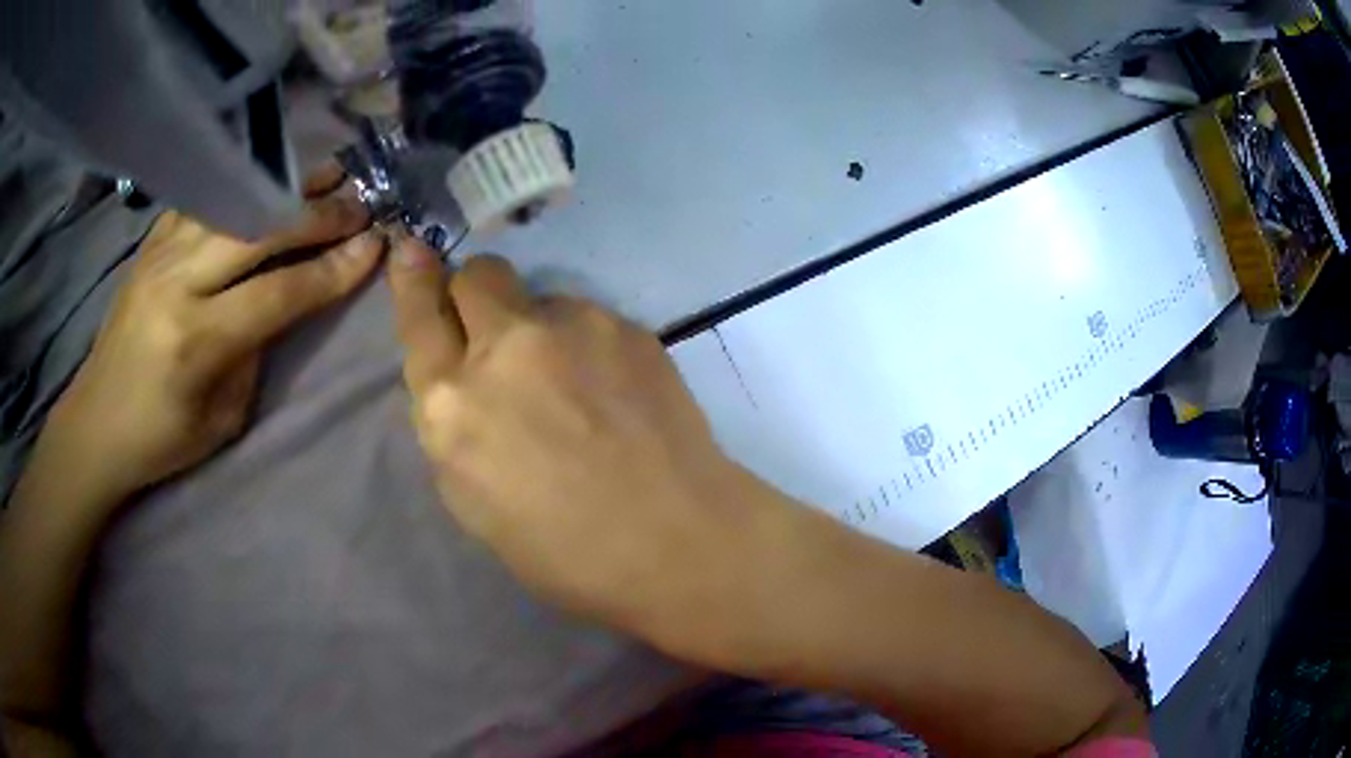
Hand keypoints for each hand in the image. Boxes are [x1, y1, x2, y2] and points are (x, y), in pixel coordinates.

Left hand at [43, 165, 383, 500]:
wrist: (96, 422)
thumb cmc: (160, 438)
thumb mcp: (222, 419)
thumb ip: (255, 351)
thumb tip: (283, 297)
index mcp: (196, 340)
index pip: (279, 292)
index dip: (332, 269)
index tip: (374, 245)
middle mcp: (177, 282)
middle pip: (259, 229)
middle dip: (317, 214)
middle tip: (359, 205)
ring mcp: (159, 253)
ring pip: (233, 200)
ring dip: (286, 187)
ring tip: (326, 176)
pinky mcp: (150, 243)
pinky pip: (204, 198)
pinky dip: (243, 186)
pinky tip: (267, 184)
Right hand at [386, 239, 800, 652]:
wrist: (675, 539)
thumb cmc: (563, 551)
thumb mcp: (473, 500)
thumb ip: (456, 425)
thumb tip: (463, 382)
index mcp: (452, 404)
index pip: (419, 317)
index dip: (414, 279)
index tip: (412, 249)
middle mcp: (503, 348)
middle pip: (478, 274)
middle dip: (477, 294)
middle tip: (499, 332)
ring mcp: (571, 327)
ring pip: (540, 299)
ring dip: (542, 330)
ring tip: (579, 388)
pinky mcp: (625, 326)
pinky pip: (590, 320)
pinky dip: (589, 346)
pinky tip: (616, 393)